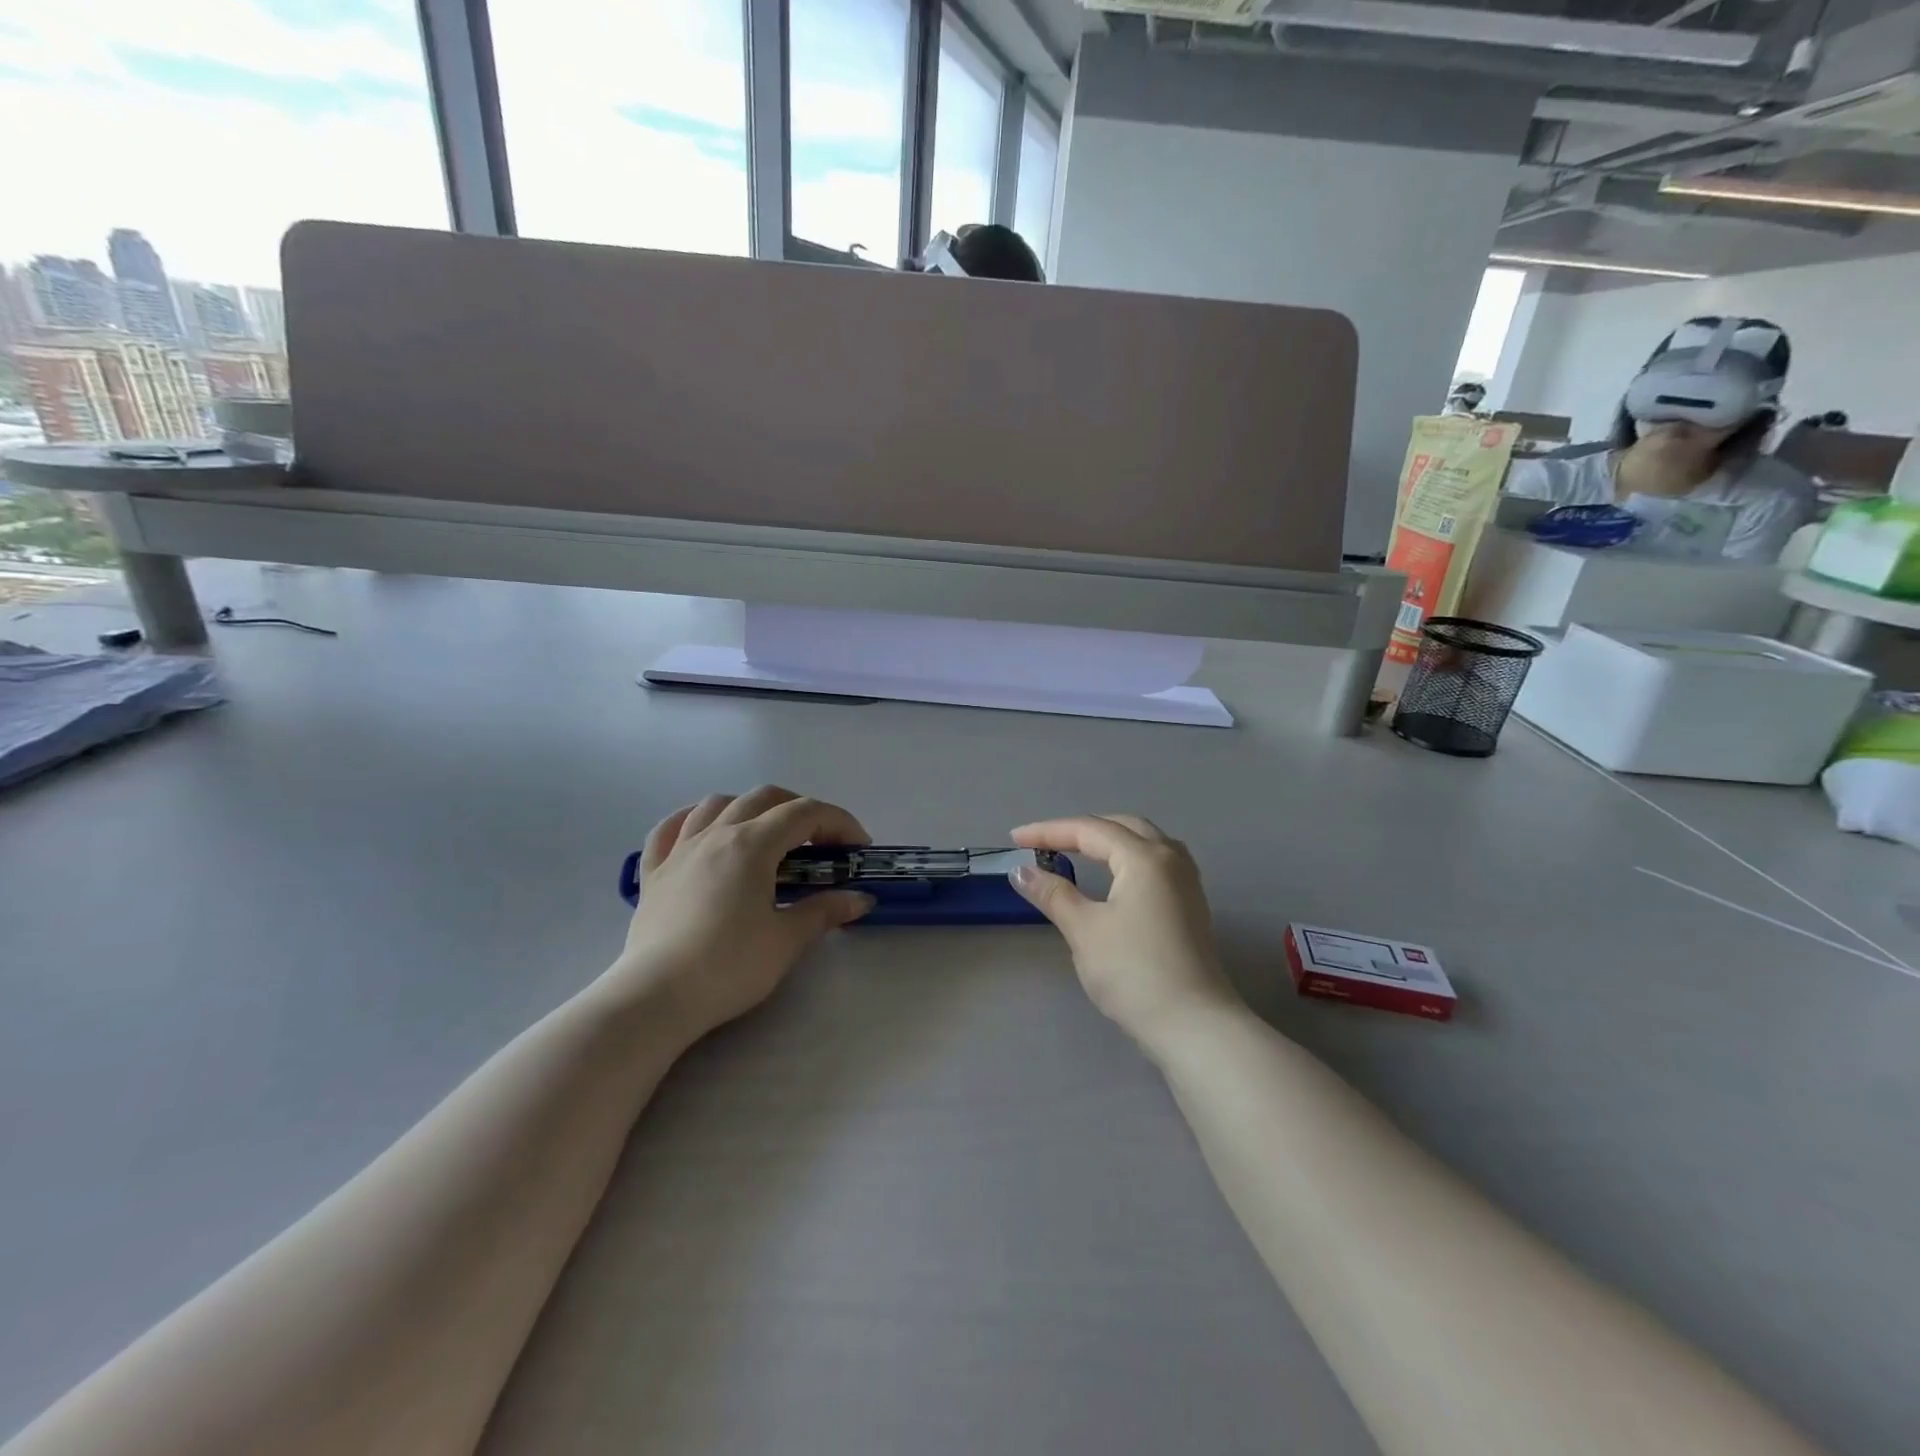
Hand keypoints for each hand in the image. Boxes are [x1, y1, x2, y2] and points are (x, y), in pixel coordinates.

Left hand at [608, 787, 874, 1039]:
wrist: (656, 998)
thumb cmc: (729, 966)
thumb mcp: (787, 940)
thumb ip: (824, 911)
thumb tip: (859, 899)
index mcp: (752, 844)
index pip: (805, 814)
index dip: (838, 822)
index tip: (858, 847)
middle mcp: (716, 834)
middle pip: (764, 798)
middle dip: (800, 809)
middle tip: (820, 843)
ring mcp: (679, 850)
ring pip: (717, 804)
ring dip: (750, 807)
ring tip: (766, 833)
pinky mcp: (654, 873)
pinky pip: (670, 829)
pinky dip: (693, 820)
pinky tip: (703, 831)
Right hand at [1008, 815, 1241, 1045]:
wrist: (1193, 1025)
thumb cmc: (1134, 972)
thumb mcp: (1084, 930)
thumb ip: (1053, 894)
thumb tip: (1021, 871)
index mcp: (1145, 857)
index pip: (1089, 830)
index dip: (1048, 832)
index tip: (1015, 840)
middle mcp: (1170, 859)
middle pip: (1121, 826)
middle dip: (1080, 830)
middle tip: (1044, 843)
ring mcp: (1186, 882)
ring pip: (1144, 842)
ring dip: (1108, 840)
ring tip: (1078, 851)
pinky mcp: (1191, 906)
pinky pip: (1155, 863)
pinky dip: (1127, 858)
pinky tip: (1116, 876)